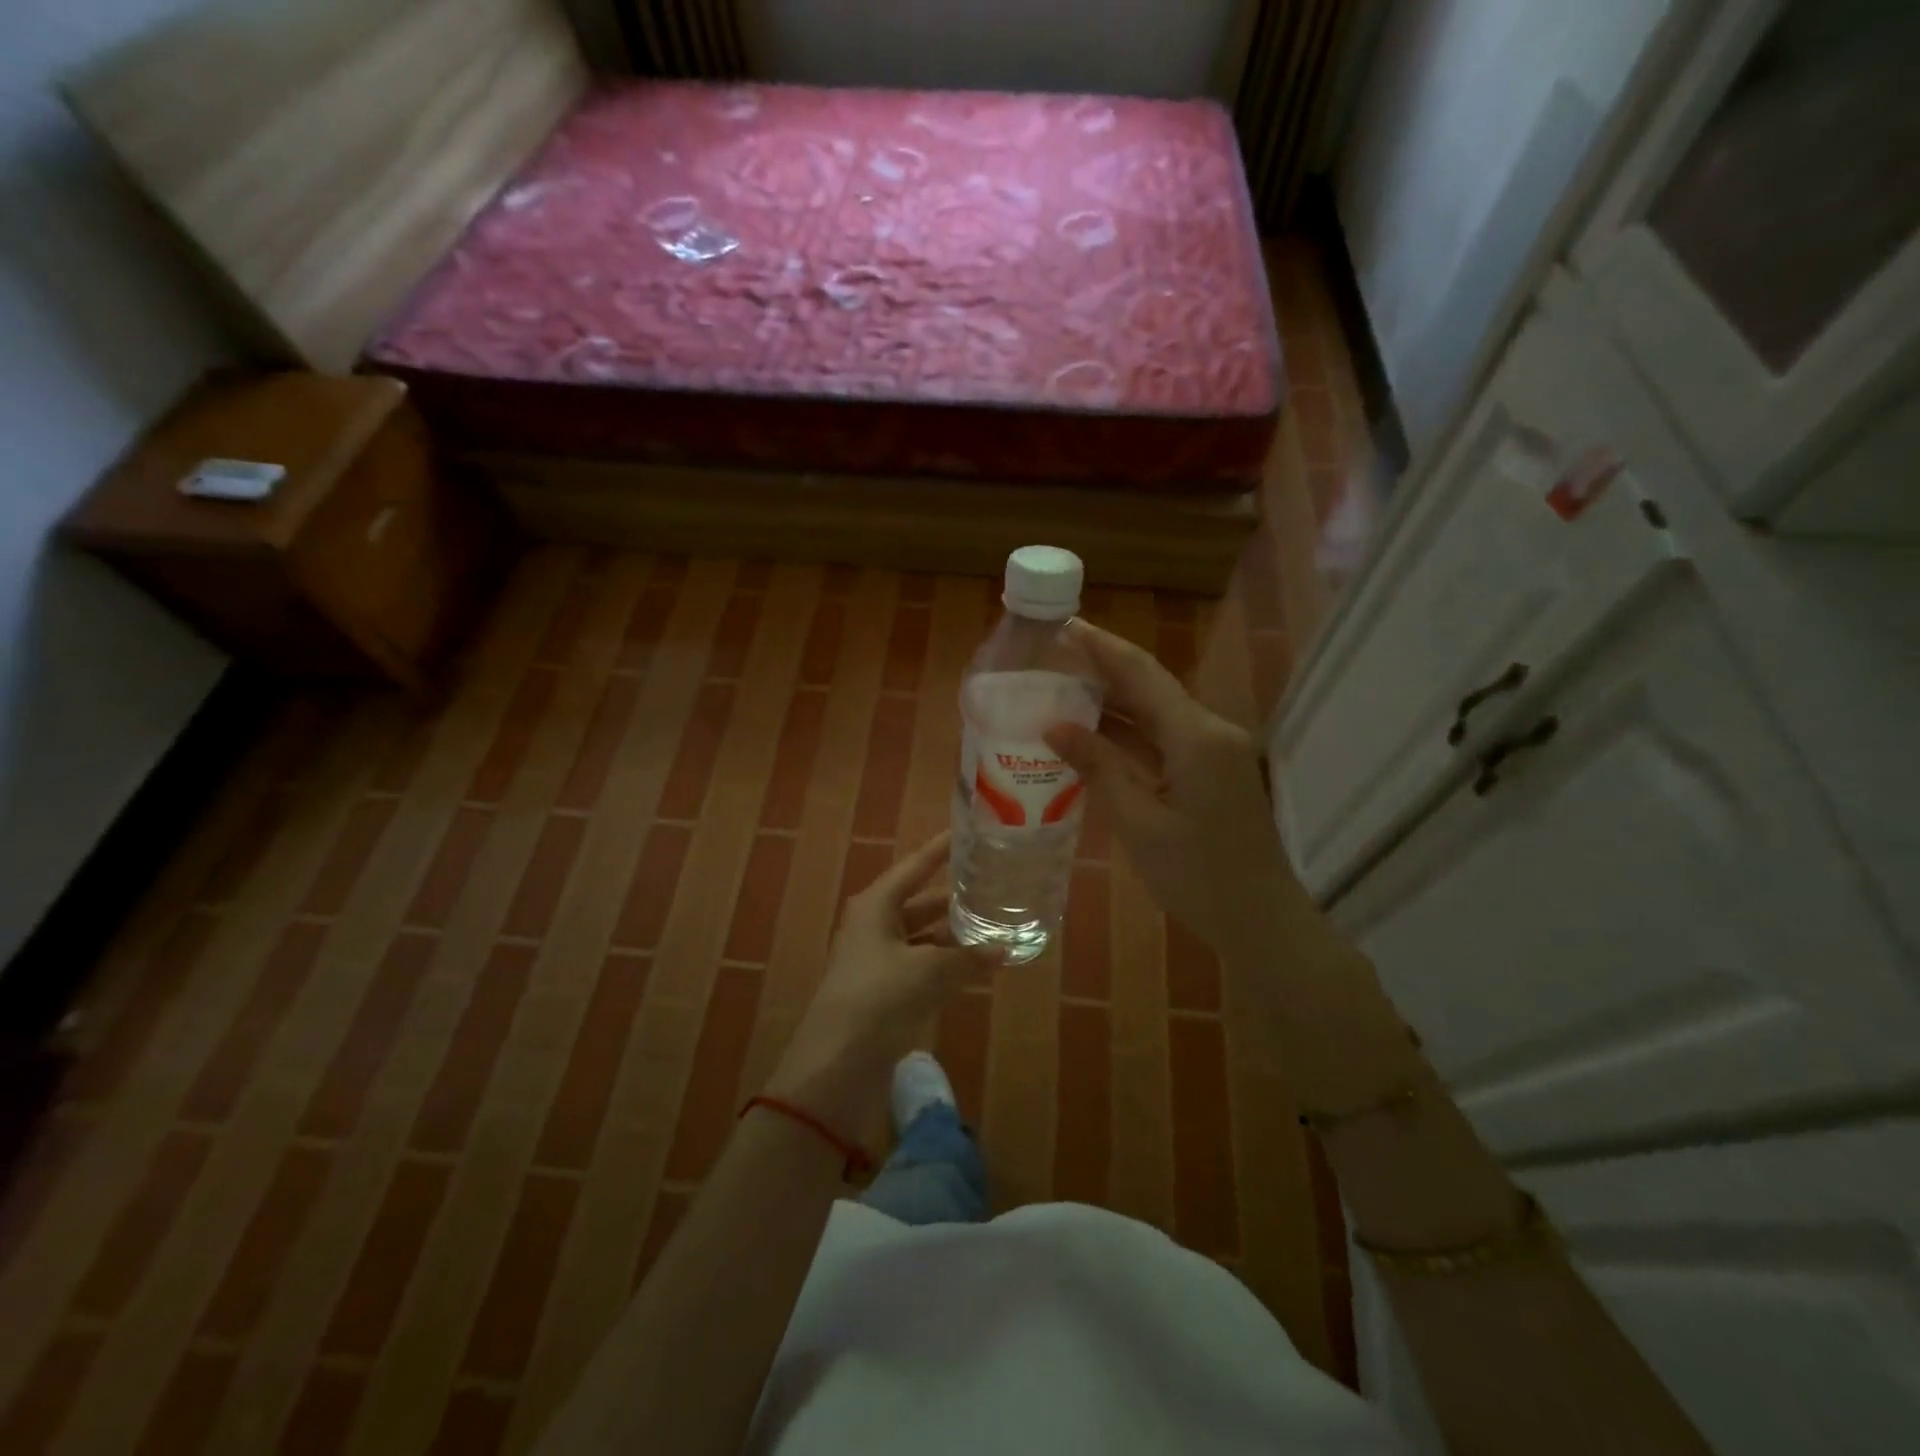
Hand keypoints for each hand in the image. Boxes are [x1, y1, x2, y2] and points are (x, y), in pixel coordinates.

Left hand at [765, 832, 992, 1133]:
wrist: (836, 1064)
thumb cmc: (879, 997)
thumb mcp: (929, 971)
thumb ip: (968, 956)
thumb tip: (1004, 947)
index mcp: (876, 905)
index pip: (914, 866)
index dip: (940, 850)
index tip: (966, 833)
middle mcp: (874, 925)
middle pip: (920, 902)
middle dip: (954, 898)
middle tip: (992, 885)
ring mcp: (877, 960)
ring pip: (923, 937)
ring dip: (953, 935)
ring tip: (994, 925)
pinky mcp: (883, 992)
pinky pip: (921, 966)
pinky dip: (946, 964)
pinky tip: (975, 966)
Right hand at [1046, 621, 1299, 961]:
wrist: (1261, 920)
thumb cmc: (1197, 876)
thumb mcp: (1138, 823)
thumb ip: (1099, 768)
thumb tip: (1055, 726)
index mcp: (1196, 737)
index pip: (1141, 674)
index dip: (1102, 647)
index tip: (1064, 626)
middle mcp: (1210, 731)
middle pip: (1150, 687)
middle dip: (1103, 670)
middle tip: (1052, 658)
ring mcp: (1215, 752)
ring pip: (1157, 713)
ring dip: (1114, 702)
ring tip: (1062, 689)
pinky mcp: (1212, 772)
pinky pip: (1165, 739)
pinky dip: (1130, 734)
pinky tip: (1093, 734)